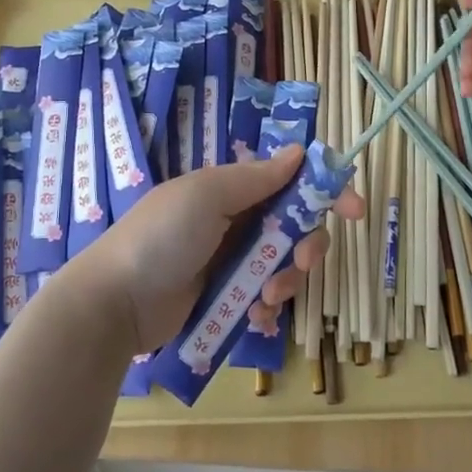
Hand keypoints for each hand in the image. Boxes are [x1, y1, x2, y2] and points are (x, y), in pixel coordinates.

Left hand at [69, 144, 365, 357]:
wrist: (115, 302)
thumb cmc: (161, 237)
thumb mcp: (206, 196)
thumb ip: (255, 177)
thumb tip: (298, 152)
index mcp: (231, 189)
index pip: (290, 182)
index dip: (326, 192)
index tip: (355, 210)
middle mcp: (236, 221)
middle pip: (296, 228)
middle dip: (307, 246)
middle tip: (302, 263)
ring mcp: (231, 261)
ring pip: (286, 266)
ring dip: (287, 282)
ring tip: (265, 300)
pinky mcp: (226, 298)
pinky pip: (265, 300)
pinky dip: (268, 309)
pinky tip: (256, 319)